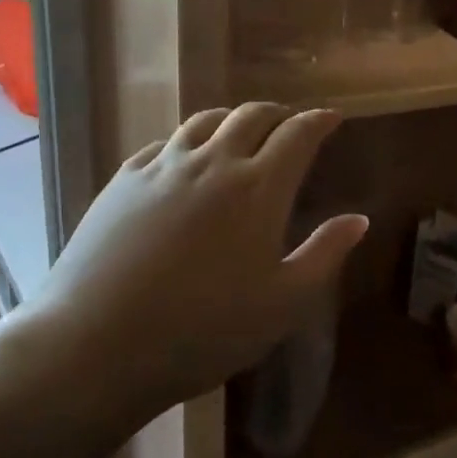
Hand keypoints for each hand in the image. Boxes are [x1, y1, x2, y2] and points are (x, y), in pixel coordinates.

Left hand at [17, 104, 367, 423]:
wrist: (98, 343)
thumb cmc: (205, 330)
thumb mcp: (283, 304)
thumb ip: (324, 255)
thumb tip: (358, 218)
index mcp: (258, 188)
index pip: (298, 134)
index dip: (319, 121)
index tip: (333, 118)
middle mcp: (212, 163)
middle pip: (251, 116)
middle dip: (278, 114)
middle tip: (290, 124)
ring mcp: (162, 168)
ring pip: (204, 121)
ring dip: (232, 119)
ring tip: (241, 131)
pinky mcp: (123, 181)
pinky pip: (164, 144)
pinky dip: (188, 141)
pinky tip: (184, 159)